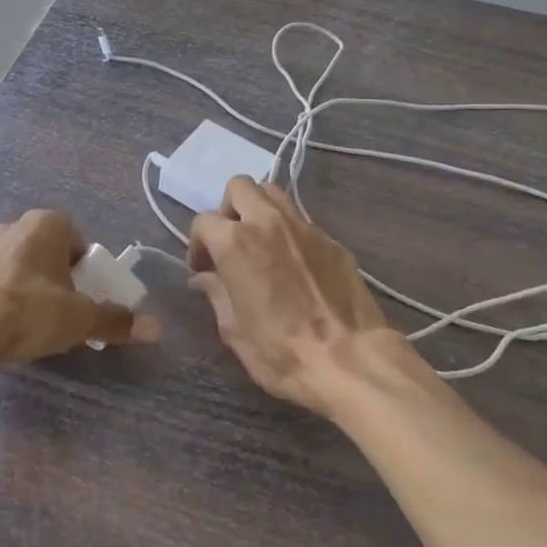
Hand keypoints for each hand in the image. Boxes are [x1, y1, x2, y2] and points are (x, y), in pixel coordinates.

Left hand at [0, 209, 160, 370]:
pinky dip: (7, 297)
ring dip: (32, 287)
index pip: (80, 242)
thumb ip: (116, 321)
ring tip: (34, 323)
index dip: (87, 272)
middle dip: (60, 279)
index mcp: (48, 223)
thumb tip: (158, 329)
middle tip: (64, 313)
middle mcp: (16, 225)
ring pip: (23, 265)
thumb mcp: (80, 319)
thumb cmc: (29, 311)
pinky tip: (7, 326)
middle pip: (51, 252)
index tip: (85, 300)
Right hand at [188, 177, 395, 416]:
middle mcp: (268, 222)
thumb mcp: (233, 330)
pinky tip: (294, 264)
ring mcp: (304, 227)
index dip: (198, 244)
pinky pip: (301, 221)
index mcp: (235, 242)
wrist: (349, 359)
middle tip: (230, 241)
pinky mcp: (331, 240)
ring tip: (260, 242)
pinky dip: (289, 232)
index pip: (204, 221)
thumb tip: (205, 278)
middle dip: (228, 208)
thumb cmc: (280, 350)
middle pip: (240, 187)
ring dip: (259, 209)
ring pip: (273, 193)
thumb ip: (216, 294)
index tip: (203, 269)